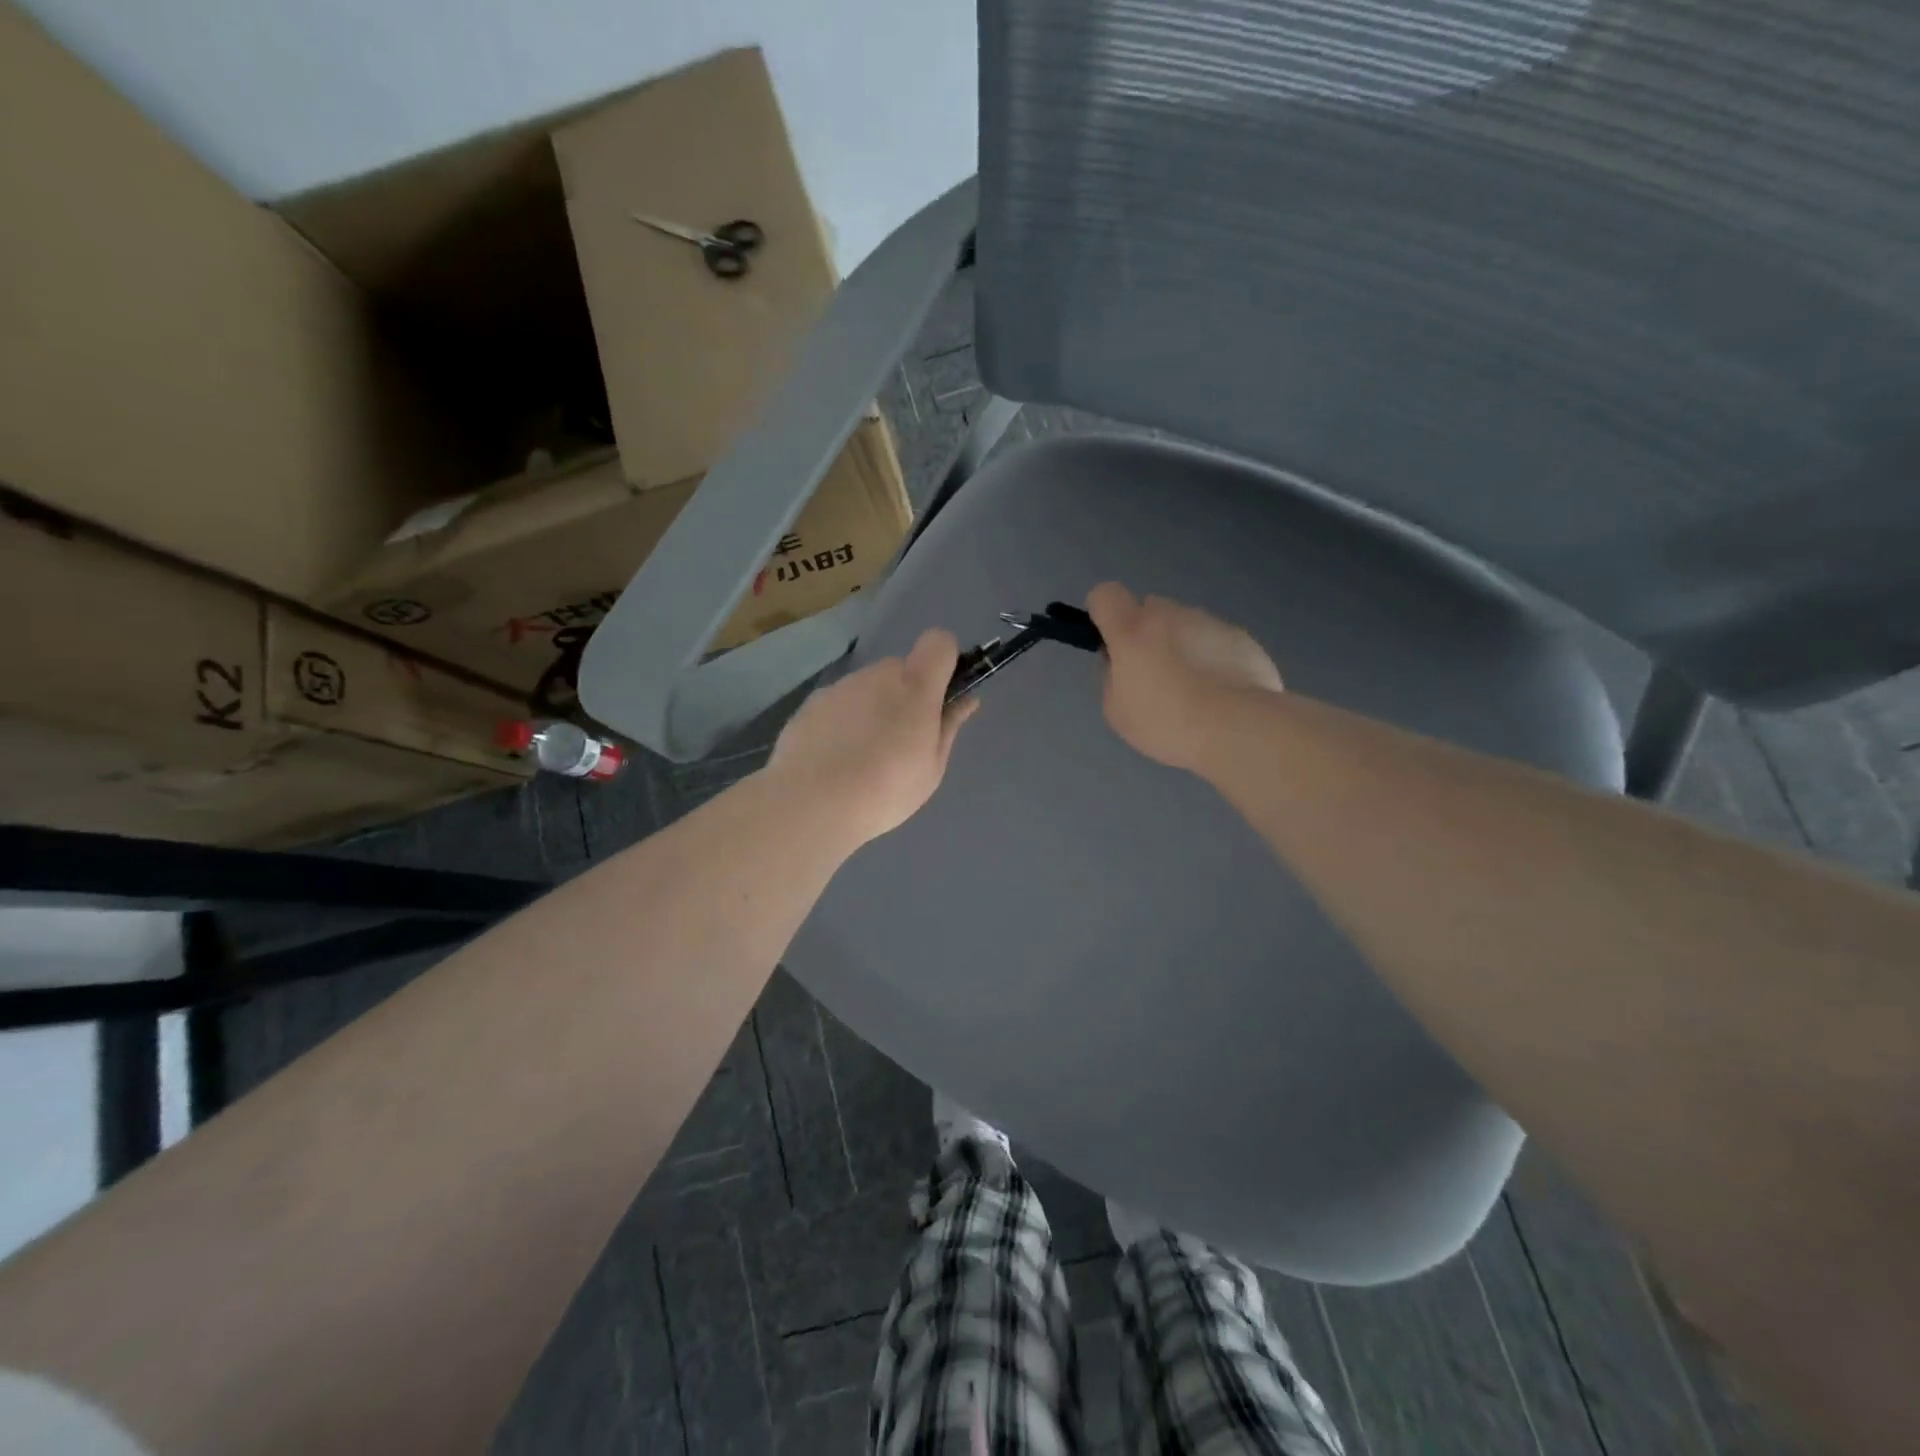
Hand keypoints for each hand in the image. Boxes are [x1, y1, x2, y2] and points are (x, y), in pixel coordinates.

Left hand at [768, 630, 979, 846]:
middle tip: (901, 742)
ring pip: (866, 688)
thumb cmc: (886, 789)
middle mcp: (876, 675)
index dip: (944, 662)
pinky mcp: (809, 705)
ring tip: (862, 758)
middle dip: (905, 695)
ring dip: (871, 710)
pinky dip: (842, 723)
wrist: (811, 805)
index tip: (941, 696)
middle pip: (900, 670)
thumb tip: (967, 700)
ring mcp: (839, 687)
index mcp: (915, 686)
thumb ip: (949, 726)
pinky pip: (838, 705)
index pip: (939, 642)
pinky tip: (834, 761)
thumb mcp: (932, 767)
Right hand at [1086, 582, 1282, 770]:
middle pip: (1150, 609)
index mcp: (1132, 629)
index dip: (1104, 614)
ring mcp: (1210, 622)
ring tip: (1196, 690)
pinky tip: (1223, 692)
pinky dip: (1214, 658)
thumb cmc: (1165, 723)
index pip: (1105, 595)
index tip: (1113, 644)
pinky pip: (1217, 641)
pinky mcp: (1241, 637)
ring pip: (1186, 624)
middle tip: (1157, 675)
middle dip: (1148, 633)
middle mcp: (1170, 614)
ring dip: (1184, 645)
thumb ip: (1112, 676)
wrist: (1236, 730)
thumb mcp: (1117, 710)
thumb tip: (1121, 662)